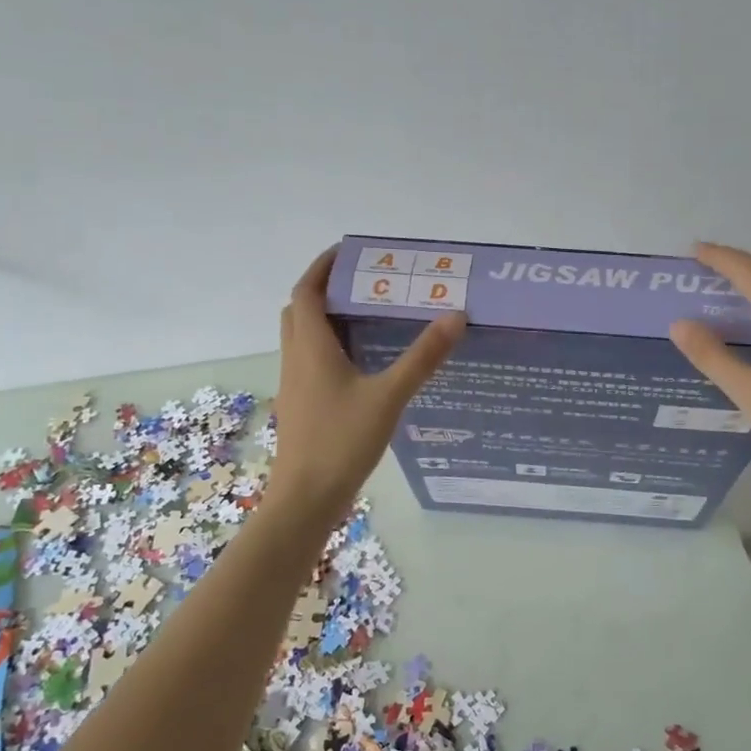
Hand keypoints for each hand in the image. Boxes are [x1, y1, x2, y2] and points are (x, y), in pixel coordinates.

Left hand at [266, 247, 465, 522]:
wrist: (306, 499)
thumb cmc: (342, 441)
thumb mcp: (389, 396)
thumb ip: (423, 357)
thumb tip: (455, 316)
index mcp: (311, 348)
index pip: (307, 292)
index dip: (322, 267)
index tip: (347, 251)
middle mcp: (297, 359)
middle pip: (300, 310)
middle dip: (324, 289)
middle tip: (362, 283)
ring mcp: (295, 384)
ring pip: (303, 337)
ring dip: (325, 319)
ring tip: (366, 316)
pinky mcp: (301, 405)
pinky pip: (310, 361)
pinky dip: (329, 347)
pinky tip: (361, 363)